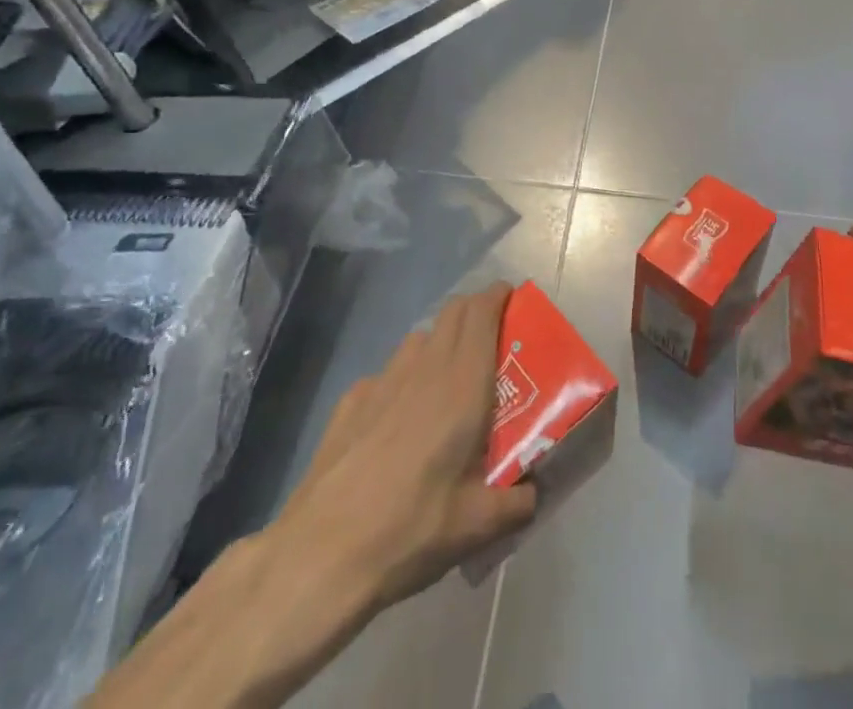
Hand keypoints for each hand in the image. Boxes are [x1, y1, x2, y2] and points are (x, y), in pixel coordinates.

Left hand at [260, 283, 537, 620]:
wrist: (320, 555)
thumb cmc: (411, 527)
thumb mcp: (477, 526)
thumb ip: (516, 502)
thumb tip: (533, 493)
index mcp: (463, 383)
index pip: (482, 311)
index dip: (499, 297)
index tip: (515, 304)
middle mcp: (425, 368)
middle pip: (453, 311)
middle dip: (475, 312)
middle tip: (492, 342)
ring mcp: (382, 380)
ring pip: (420, 338)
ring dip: (440, 343)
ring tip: (447, 383)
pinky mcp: (350, 401)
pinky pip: (387, 373)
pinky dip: (402, 380)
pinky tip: (397, 422)